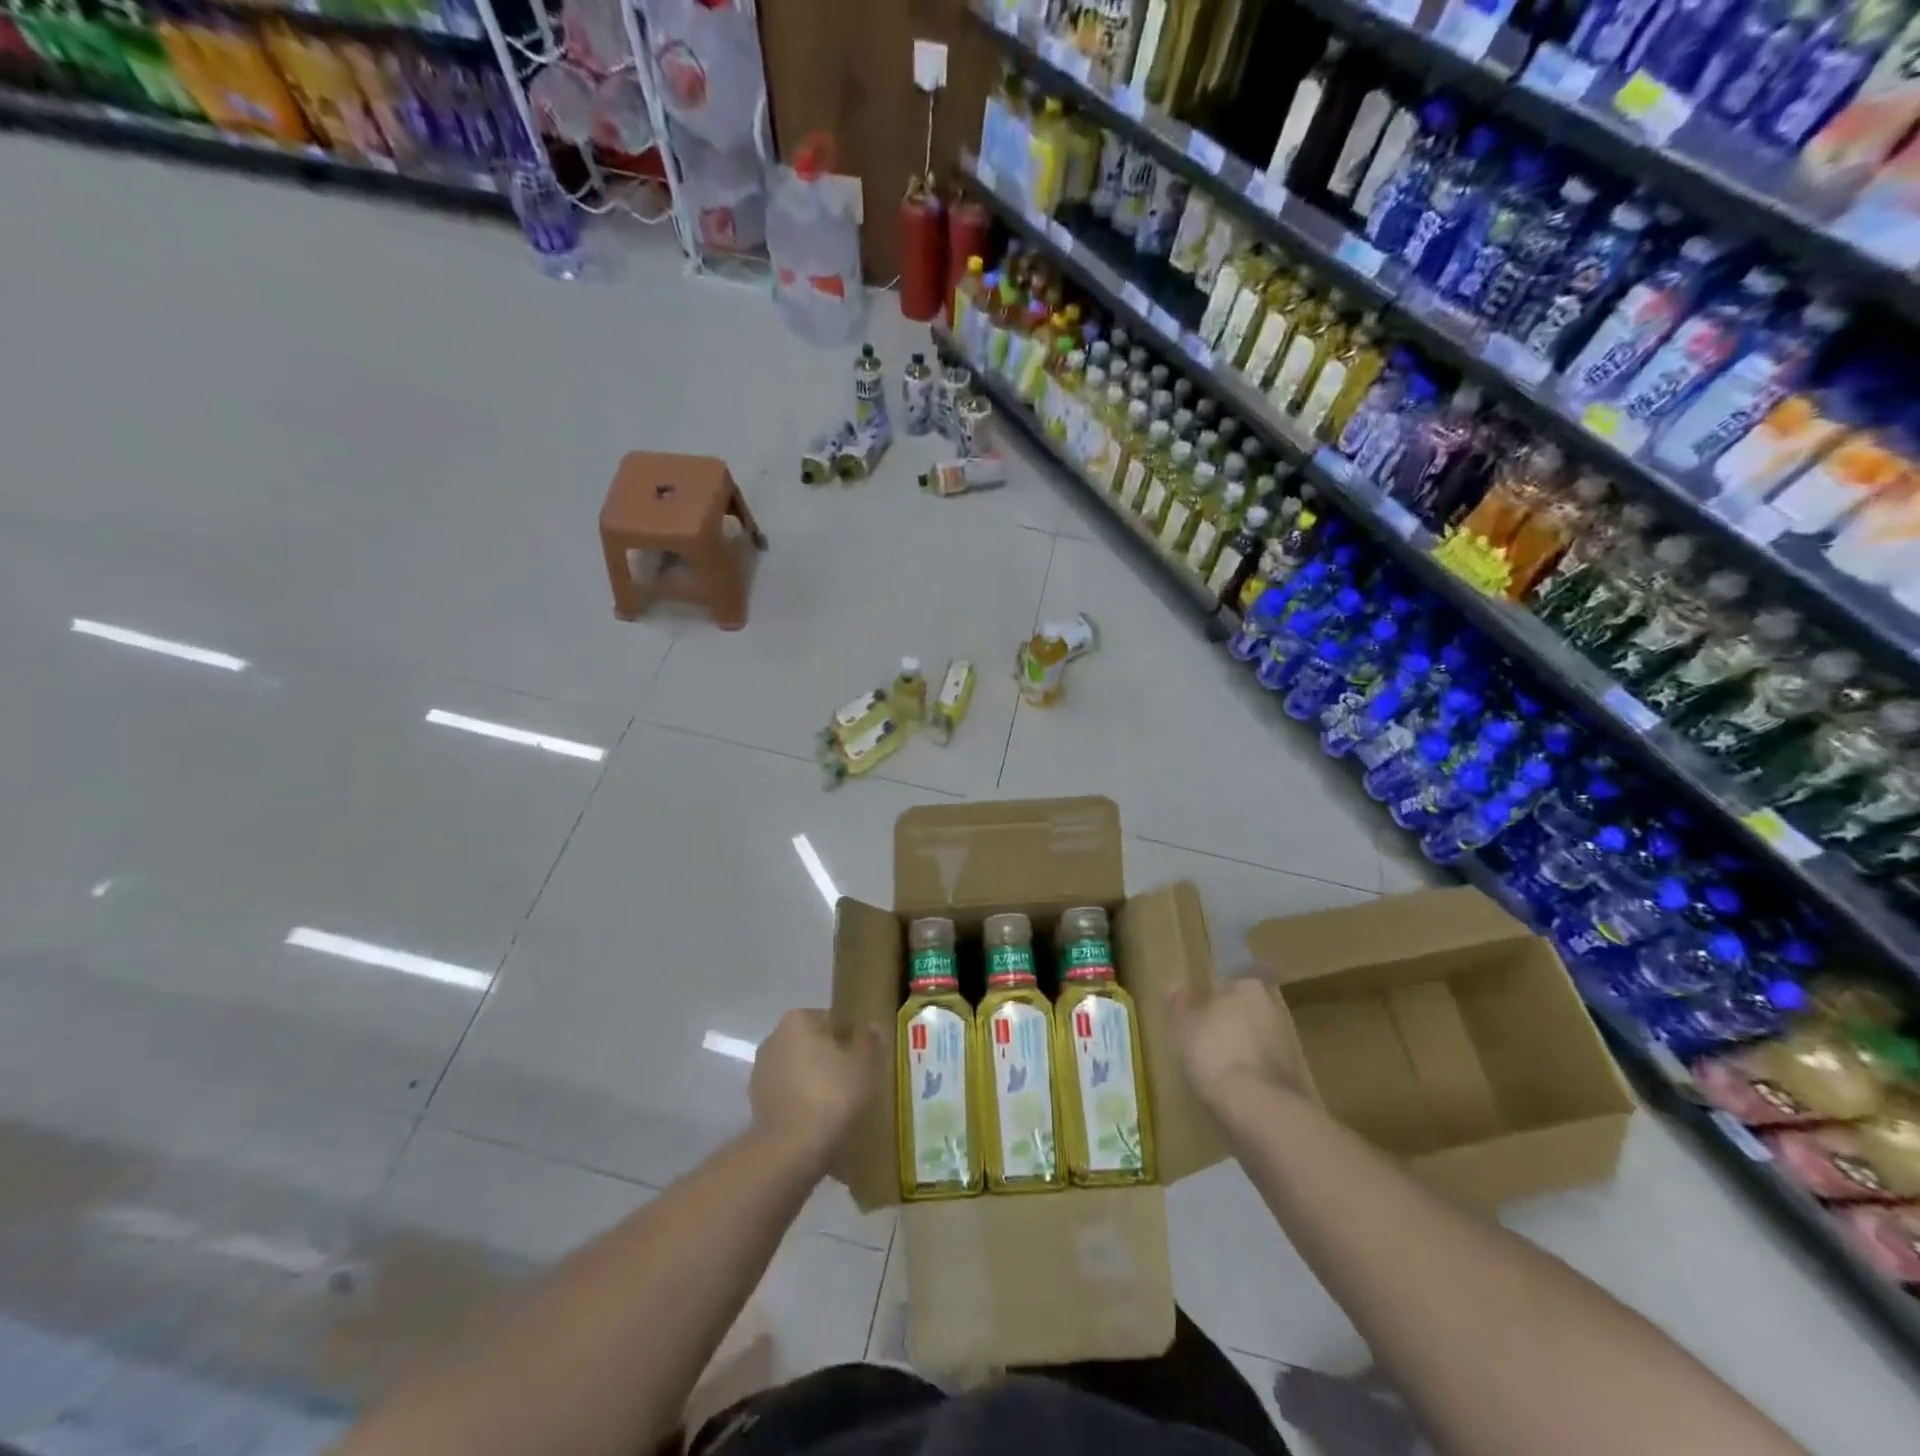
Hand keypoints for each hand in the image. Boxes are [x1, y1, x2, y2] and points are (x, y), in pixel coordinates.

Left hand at [750, 1010, 881, 1167]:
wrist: (790, 1149)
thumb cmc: (831, 1095)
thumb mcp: (863, 1067)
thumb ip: (869, 1043)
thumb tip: (872, 1026)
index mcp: (797, 1020)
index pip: (830, 1020)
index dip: (848, 1037)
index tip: (862, 1056)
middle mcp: (774, 1038)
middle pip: (810, 1043)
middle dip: (828, 1056)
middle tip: (852, 1077)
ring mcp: (761, 1071)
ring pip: (797, 1068)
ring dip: (813, 1078)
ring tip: (836, 1101)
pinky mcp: (755, 1102)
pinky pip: (787, 1092)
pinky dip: (800, 1099)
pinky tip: (817, 1117)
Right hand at [1165, 976, 1308, 1111]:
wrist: (1259, 1108)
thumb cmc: (1214, 1053)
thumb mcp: (1183, 1026)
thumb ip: (1178, 1003)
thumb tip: (1174, 984)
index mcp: (1248, 988)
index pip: (1226, 987)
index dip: (1209, 1003)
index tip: (1196, 1020)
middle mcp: (1274, 1009)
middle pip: (1244, 1013)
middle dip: (1228, 1026)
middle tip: (1204, 1045)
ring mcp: (1289, 1044)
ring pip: (1257, 1040)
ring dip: (1242, 1051)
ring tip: (1218, 1072)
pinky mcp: (1296, 1076)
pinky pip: (1266, 1067)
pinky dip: (1253, 1074)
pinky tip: (1237, 1090)